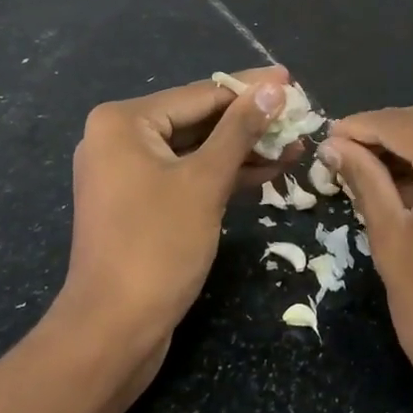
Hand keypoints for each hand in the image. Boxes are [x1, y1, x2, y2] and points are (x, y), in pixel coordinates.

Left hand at [64, 66, 292, 356]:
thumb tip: (274, 88)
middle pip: (199, 119)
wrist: (113, 332)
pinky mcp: (142, 203)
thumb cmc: (157, 246)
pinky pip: (189, 175)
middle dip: (251, 122)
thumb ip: (241, 129)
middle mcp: (120, 139)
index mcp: (124, 122)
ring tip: (295, 144)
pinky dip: (225, 174)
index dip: (250, 89)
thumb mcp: (206, 181)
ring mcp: (129, 173)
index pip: (200, 94)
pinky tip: (269, 170)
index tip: (291, 80)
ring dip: (244, 149)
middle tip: (298, 115)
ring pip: (197, 149)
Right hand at [320, 105, 412, 412]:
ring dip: (410, 143)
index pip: (401, 123)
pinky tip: (406, 178)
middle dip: (385, 131)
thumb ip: (364, 180)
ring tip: (367, 166)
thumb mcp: (391, 239)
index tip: (327, 137)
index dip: (360, 126)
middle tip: (343, 152)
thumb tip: (334, 145)